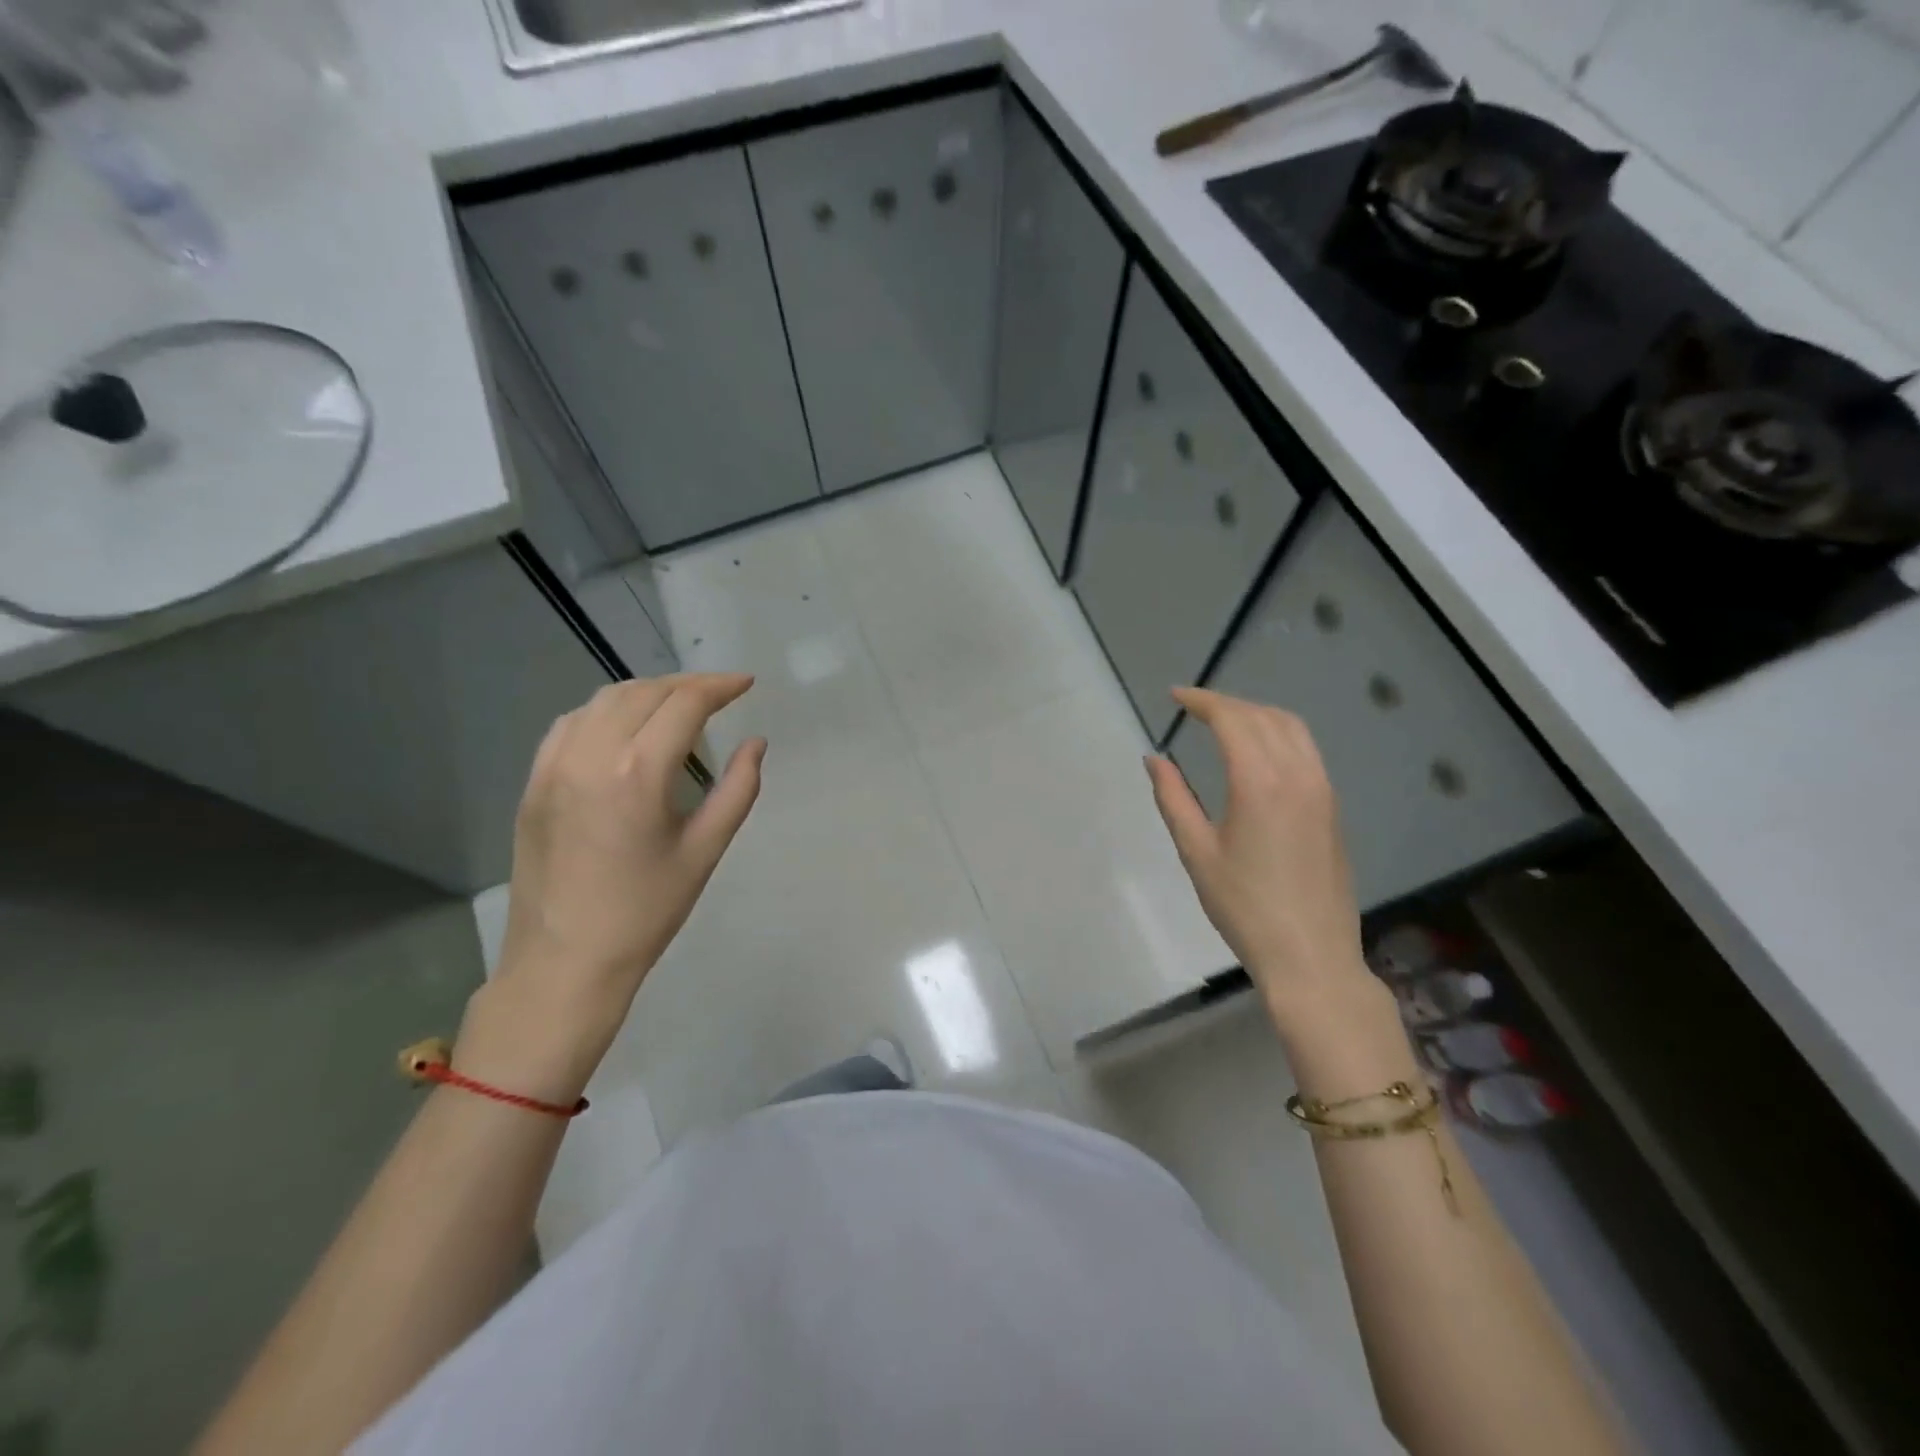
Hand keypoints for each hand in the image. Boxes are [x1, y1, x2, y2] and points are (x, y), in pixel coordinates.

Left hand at [456, 674, 764, 1103]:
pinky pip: (570, 724)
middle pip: (644, 692)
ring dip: (646, 692)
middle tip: (719, 695)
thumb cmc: (645, 912)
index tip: (745, 685)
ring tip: (677, 705)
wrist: (565, 962)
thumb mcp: (705, 850)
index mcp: (638, 773)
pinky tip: (624, 727)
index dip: (719, 687)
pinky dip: (605, 711)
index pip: (684, 704)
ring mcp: (553, 767)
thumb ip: (738, 789)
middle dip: (687, 685)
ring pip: (603, 700)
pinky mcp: (533, 783)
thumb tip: (755, 744)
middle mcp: (590, 755)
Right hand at [1146, 688, 1372, 1028]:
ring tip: (1224, 722)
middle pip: (1263, 716)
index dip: (1202, 701)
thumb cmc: (1244, 907)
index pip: (1232, 720)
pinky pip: (1306, 750)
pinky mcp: (1333, 807)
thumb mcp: (1196, 852)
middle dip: (1227, 704)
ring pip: (1292, 728)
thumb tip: (1154, 759)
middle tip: (1193, 708)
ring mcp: (1323, 789)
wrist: (1310, 955)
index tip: (1175, 696)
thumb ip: (1173, 798)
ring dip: (1256, 714)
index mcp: (1261, 783)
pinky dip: (1279, 733)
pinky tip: (1259, 752)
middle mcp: (1298, 774)